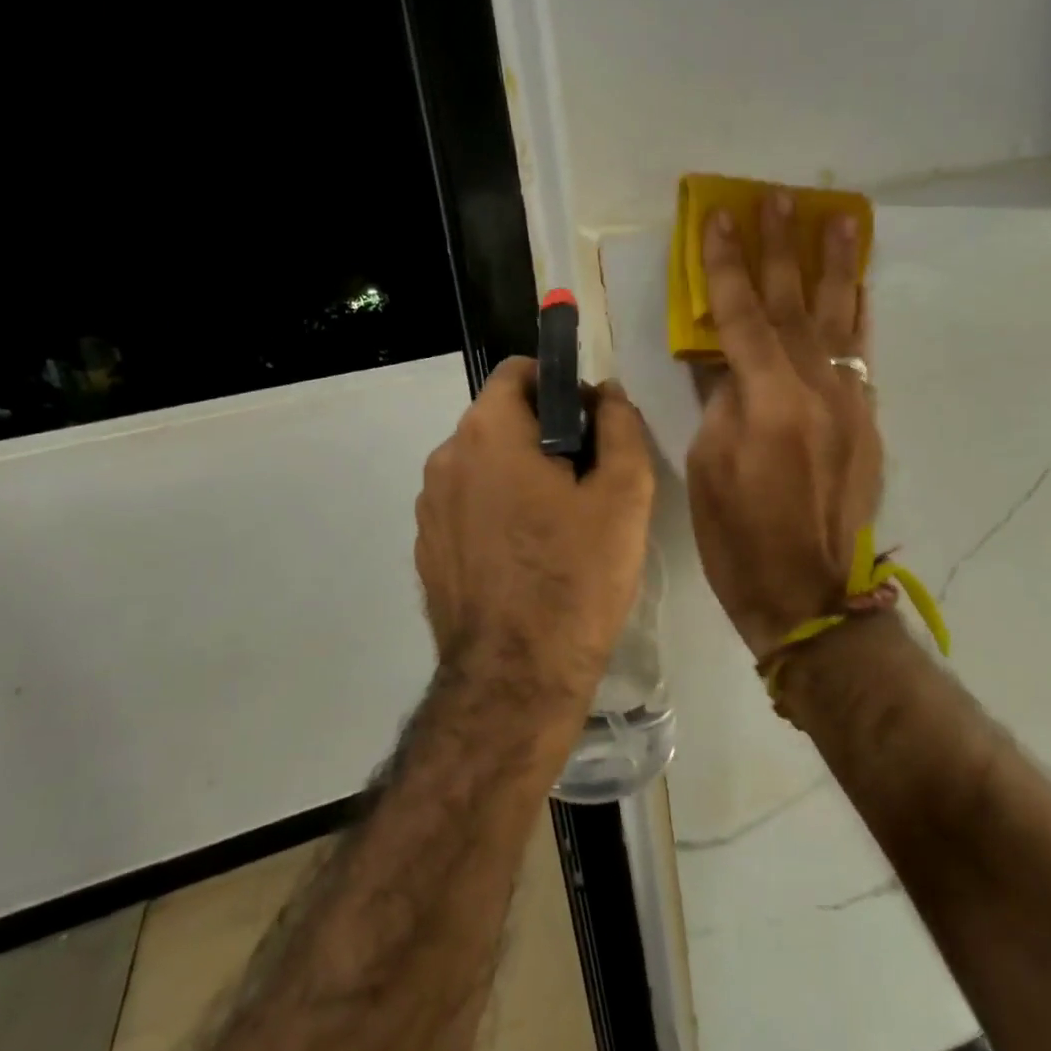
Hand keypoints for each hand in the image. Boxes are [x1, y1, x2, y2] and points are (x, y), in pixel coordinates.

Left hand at [416, 357, 654, 701]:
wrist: (515, 678)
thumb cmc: (576, 577)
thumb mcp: (623, 495)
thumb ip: (620, 427)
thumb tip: (606, 395)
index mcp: (488, 433)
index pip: (518, 372)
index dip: (560, 387)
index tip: (590, 426)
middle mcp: (445, 459)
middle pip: (500, 421)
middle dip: (543, 436)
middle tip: (586, 483)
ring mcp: (428, 508)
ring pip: (483, 467)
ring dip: (518, 477)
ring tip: (559, 527)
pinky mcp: (427, 550)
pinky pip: (467, 509)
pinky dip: (495, 514)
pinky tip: (526, 559)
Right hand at [686, 193, 880, 656]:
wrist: (810, 596)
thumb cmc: (739, 540)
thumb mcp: (708, 469)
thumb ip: (718, 402)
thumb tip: (723, 358)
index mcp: (768, 401)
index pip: (740, 317)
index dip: (726, 267)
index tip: (719, 219)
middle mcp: (815, 390)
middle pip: (794, 305)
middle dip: (783, 249)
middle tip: (779, 198)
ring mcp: (848, 404)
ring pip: (839, 320)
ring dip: (836, 266)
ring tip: (839, 217)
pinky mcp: (866, 422)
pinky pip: (862, 355)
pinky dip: (859, 316)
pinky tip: (859, 287)